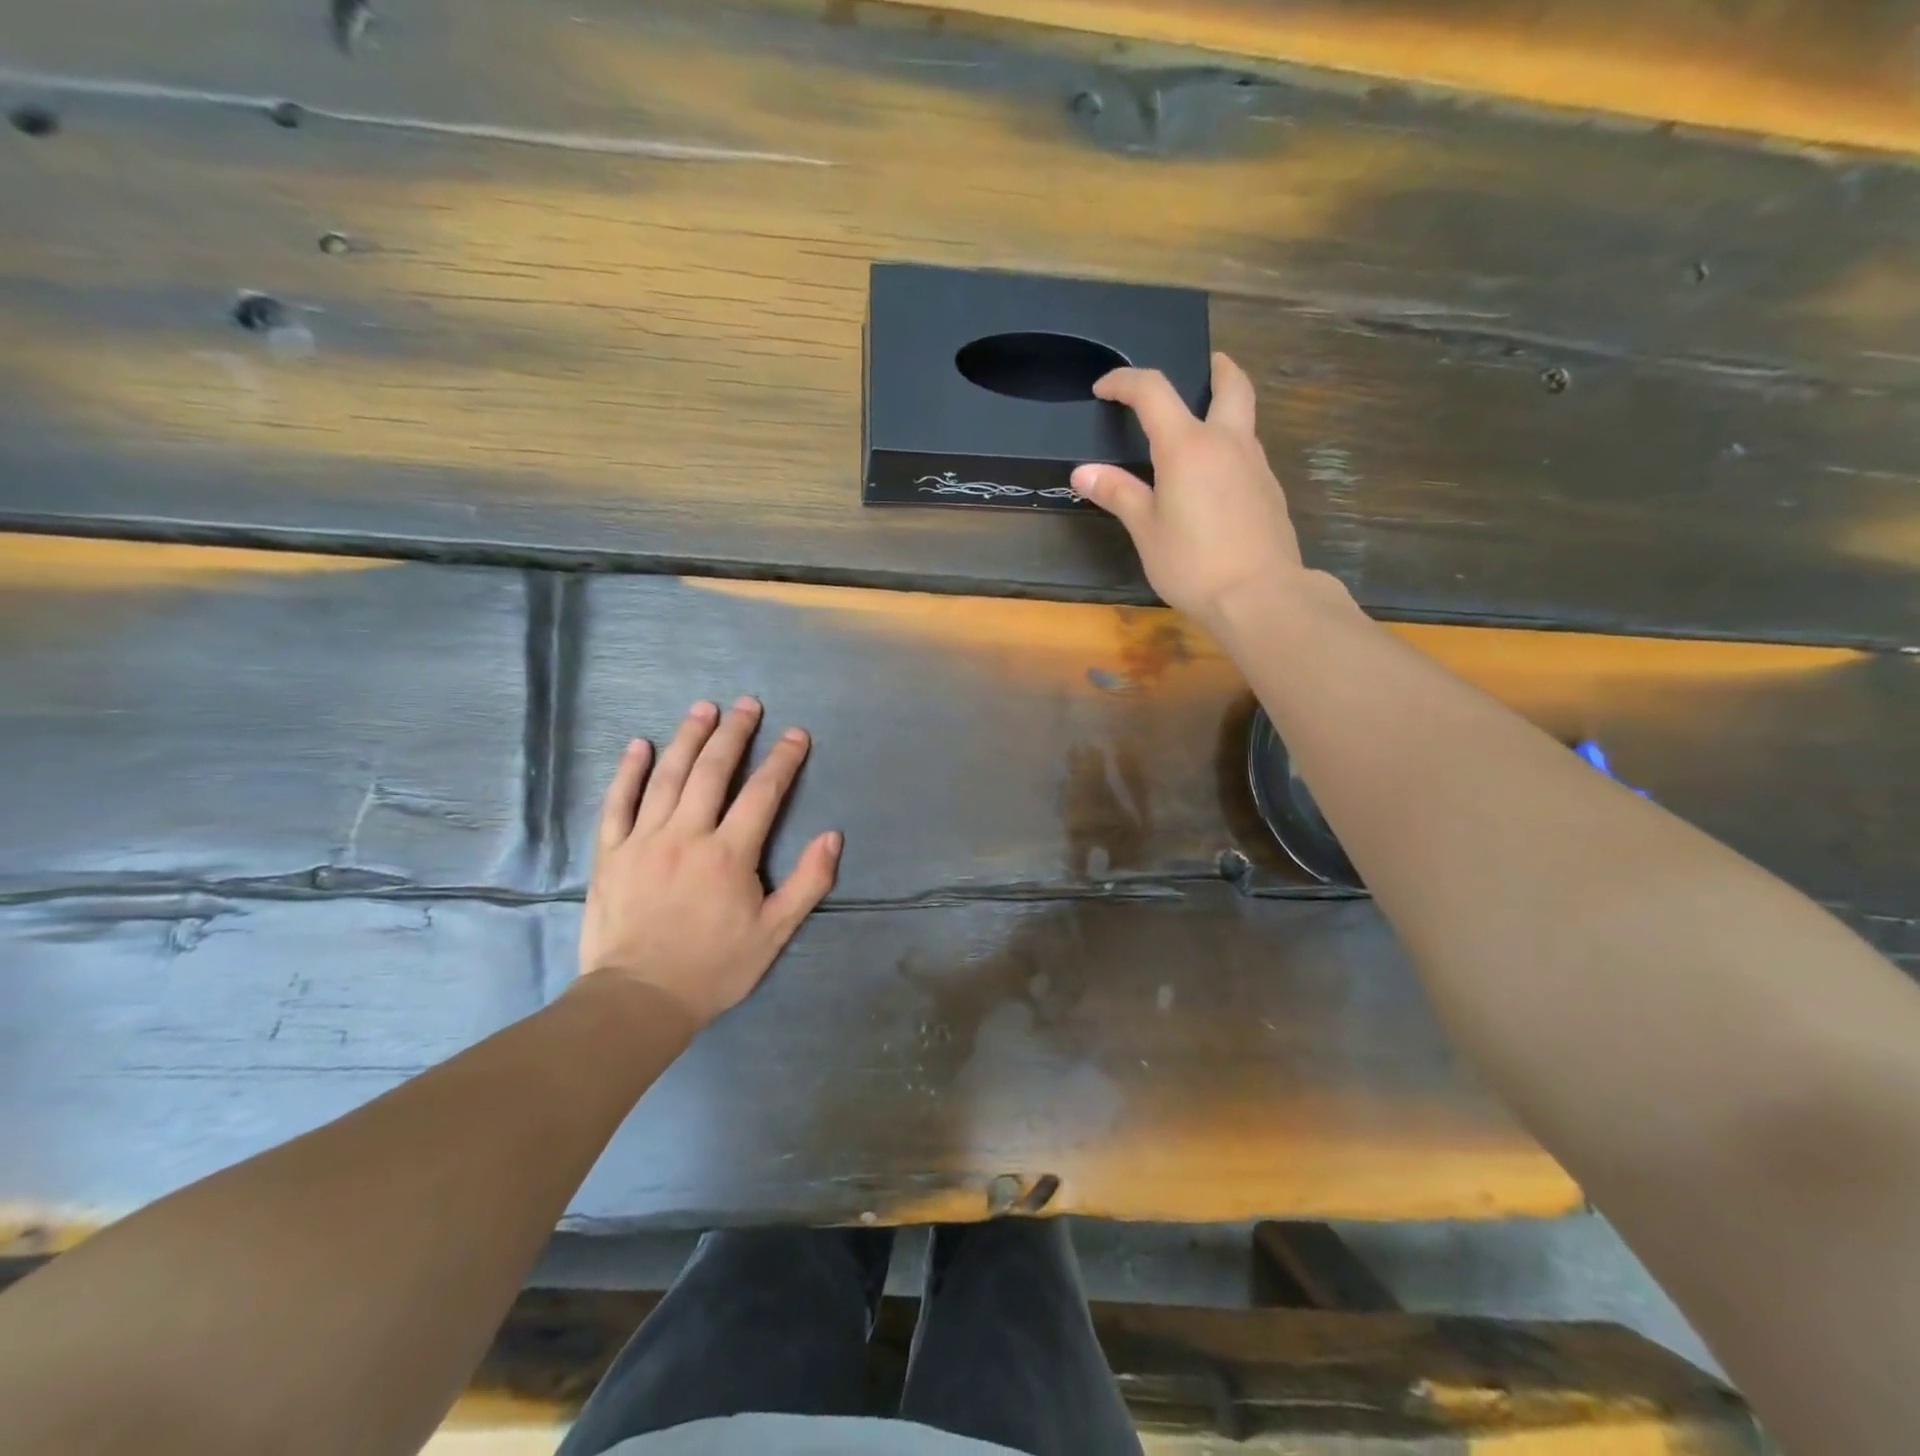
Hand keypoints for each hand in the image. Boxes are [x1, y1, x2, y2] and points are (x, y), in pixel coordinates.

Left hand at [576, 697, 840, 1029]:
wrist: (639, 1000)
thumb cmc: (714, 967)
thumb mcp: (774, 932)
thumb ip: (807, 882)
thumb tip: (832, 836)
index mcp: (729, 854)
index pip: (763, 793)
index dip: (783, 759)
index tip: (796, 734)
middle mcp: (686, 835)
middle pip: (713, 771)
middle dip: (734, 733)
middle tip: (747, 704)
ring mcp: (643, 840)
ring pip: (667, 777)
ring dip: (687, 738)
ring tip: (702, 709)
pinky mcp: (610, 853)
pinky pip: (617, 803)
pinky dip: (628, 772)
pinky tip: (639, 746)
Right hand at [1072, 352, 1303, 625]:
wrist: (1259, 596)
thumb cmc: (1192, 563)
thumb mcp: (1146, 530)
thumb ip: (1118, 494)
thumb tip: (1083, 472)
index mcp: (1188, 446)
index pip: (1153, 392)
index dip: (1125, 381)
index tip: (1104, 388)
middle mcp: (1227, 442)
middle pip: (1231, 384)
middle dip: (1215, 368)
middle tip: (1201, 366)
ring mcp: (1256, 465)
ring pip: (1245, 418)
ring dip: (1225, 408)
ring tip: (1200, 428)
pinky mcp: (1270, 491)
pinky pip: (1249, 453)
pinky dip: (1231, 447)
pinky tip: (1215, 479)